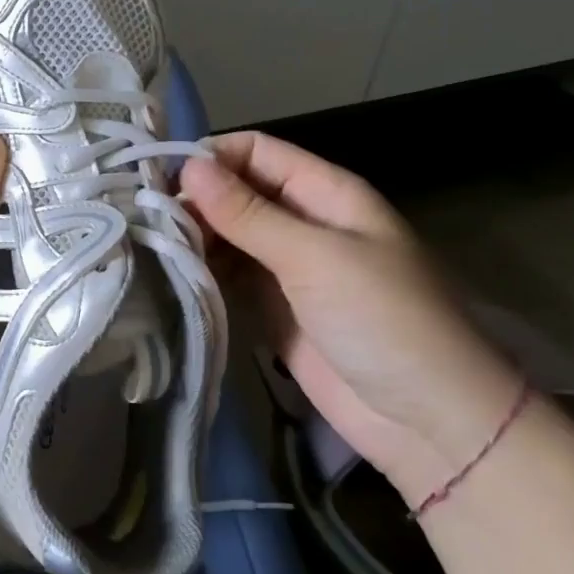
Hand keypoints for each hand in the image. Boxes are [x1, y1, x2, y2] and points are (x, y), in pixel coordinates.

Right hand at [180, 131, 521, 503]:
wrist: (429, 421)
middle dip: (194, 198)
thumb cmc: (384, 320)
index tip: (161, 177)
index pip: (257, 152)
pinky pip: (228, 276)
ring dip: (192, 235)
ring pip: (227, 234)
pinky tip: (167, 272)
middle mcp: (303, 222)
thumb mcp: (315, 256)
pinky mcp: (271, 308)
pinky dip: (200, 271)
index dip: (211, 156)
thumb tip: (189, 167)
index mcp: (326, 193)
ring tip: (146, 242)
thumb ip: (248, 213)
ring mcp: (286, 267)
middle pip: (236, 192)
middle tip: (144, 216)